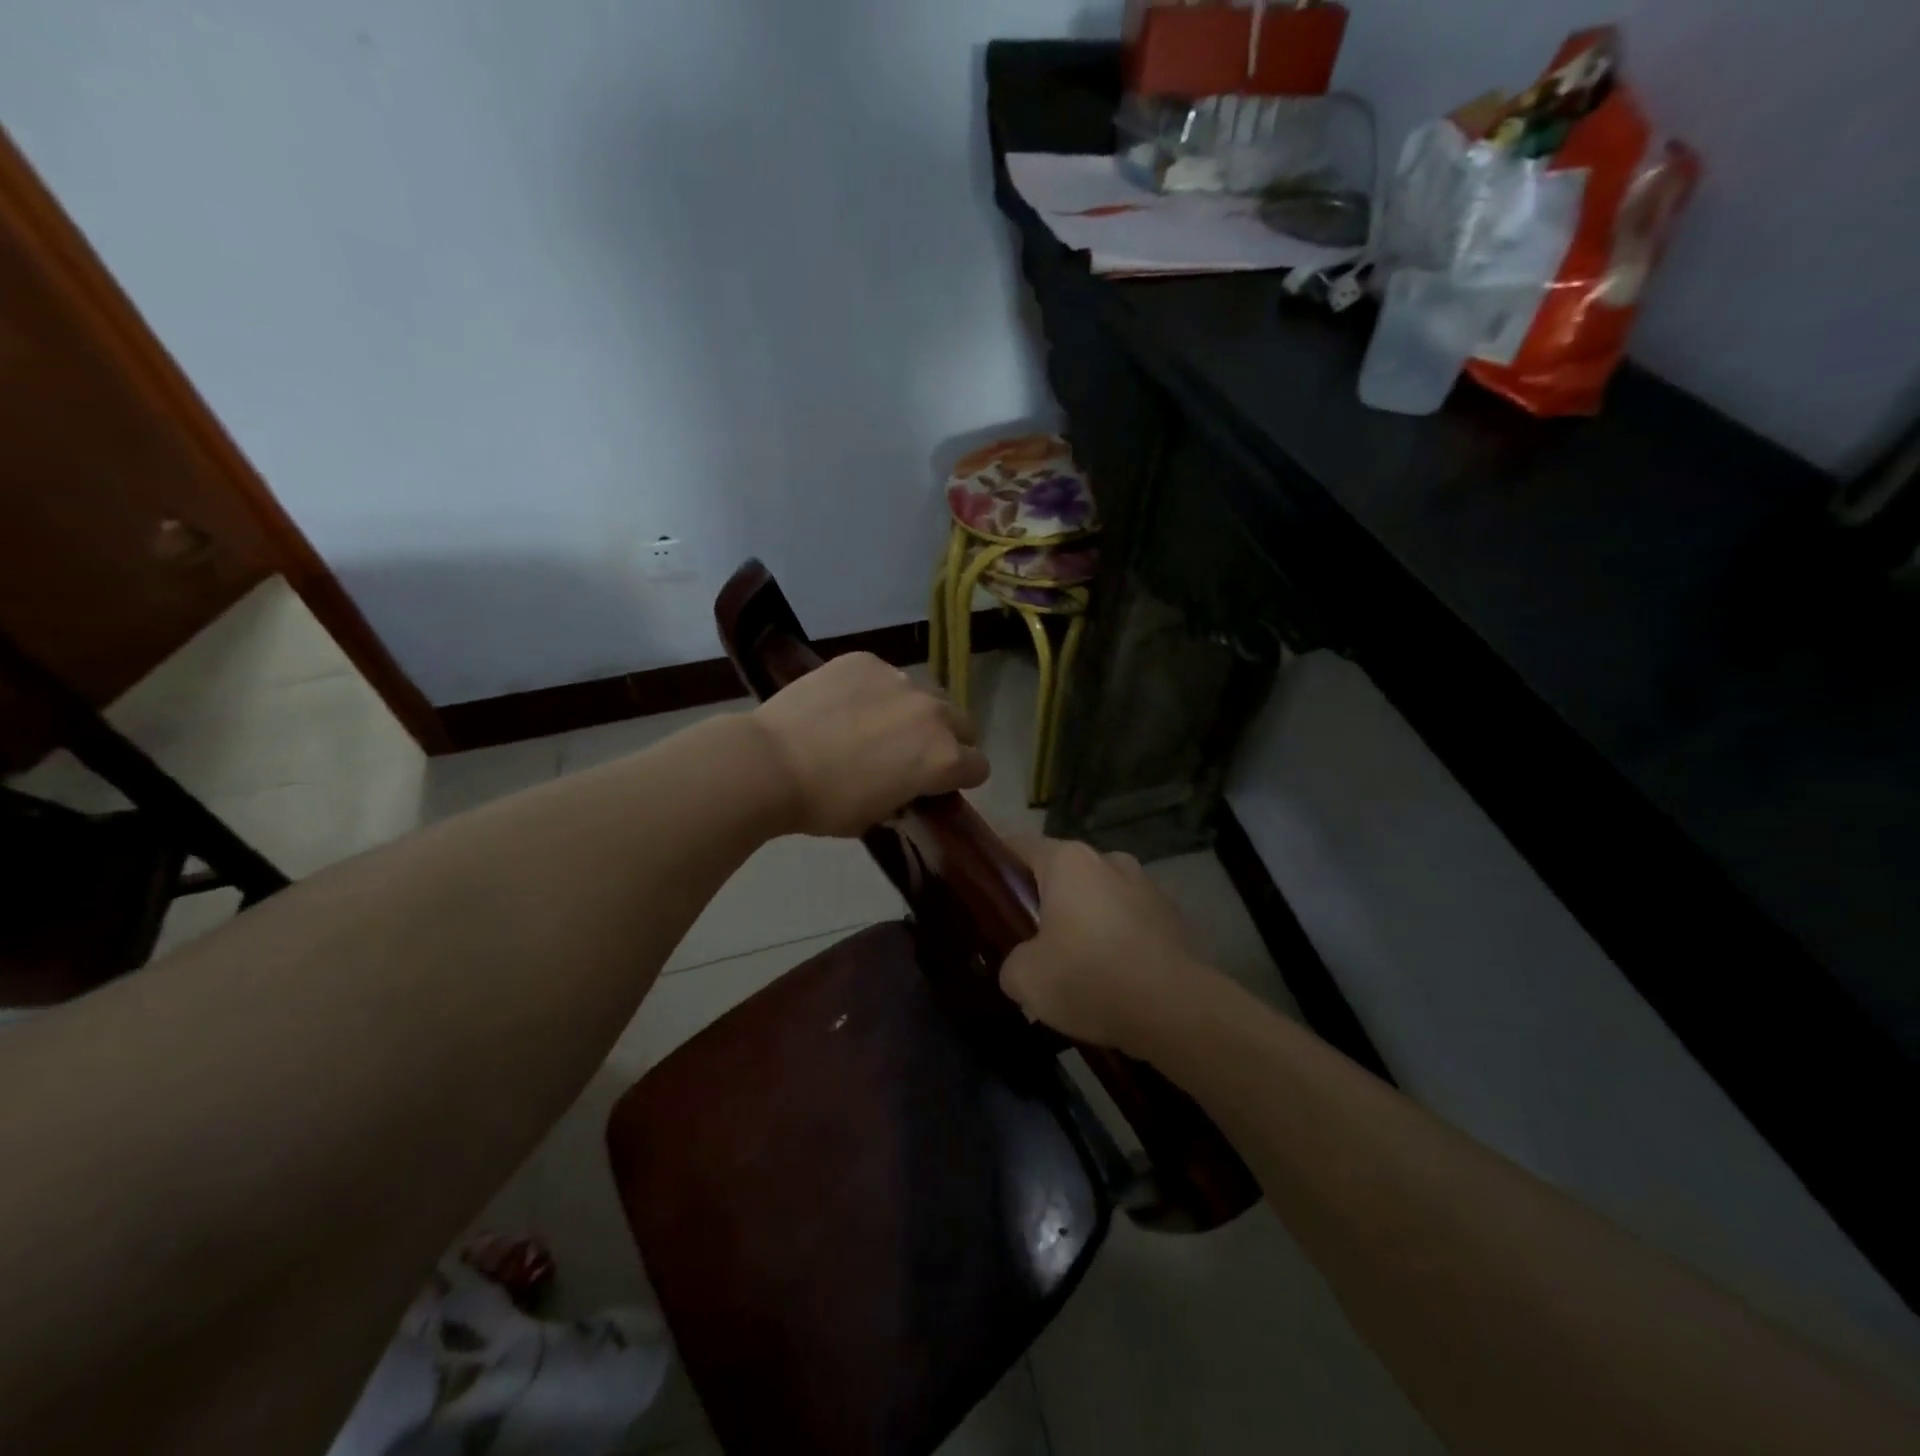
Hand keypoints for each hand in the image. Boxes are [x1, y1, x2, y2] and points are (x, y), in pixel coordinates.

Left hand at [750, 653, 988, 836]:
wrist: (770, 763)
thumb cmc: (826, 804)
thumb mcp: (877, 816)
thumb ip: (907, 797)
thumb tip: (908, 787)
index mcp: (943, 757)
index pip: (978, 766)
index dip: (961, 778)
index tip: (940, 785)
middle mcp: (932, 713)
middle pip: (961, 723)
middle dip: (946, 739)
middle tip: (912, 754)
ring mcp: (899, 679)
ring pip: (923, 695)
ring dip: (911, 712)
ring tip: (873, 725)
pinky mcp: (865, 660)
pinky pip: (884, 676)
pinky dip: (874, 691)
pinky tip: (844, 706)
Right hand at [999, 836, 1215, 1056]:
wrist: (1175, 1011)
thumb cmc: (1089, 977)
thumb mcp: (1025, 978)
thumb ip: (1012, 962)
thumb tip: (1022, 964)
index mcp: (1069, 861)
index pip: (1020, 845)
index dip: (997, 862)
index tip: (985, 886)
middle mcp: (1109, 861)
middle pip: (1063, 872)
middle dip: (1045, 898)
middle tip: (1027, 936)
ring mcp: (1146, 886)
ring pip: (1100, 896)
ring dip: (1085, 919)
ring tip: (1074, 963)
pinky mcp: (1173, 917)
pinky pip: (1129, 921)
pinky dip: (1117, 939)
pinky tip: (1111, 977)